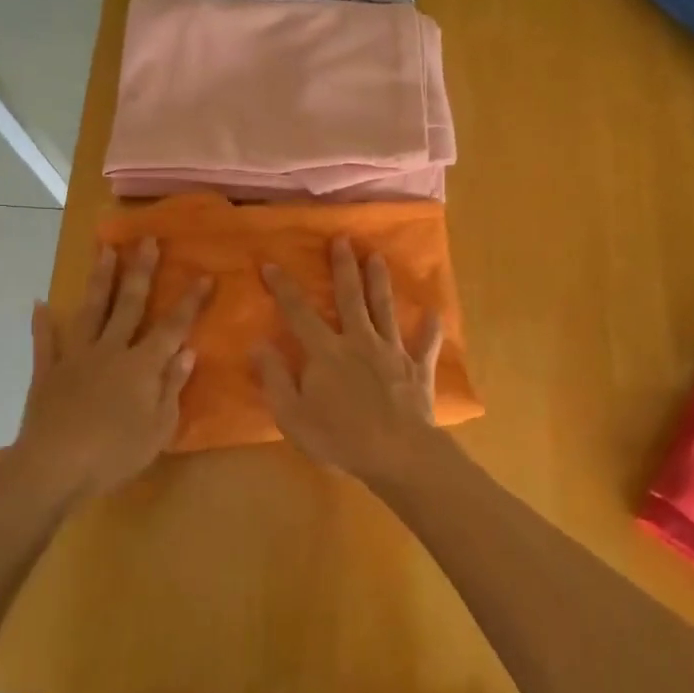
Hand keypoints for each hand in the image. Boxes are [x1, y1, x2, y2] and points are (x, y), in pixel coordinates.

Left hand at [8, 239, 209, 502]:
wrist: (54, 467)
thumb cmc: (116, 453)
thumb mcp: (160, 428)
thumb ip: (173, 386)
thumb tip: (188, 351)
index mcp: (142, 365)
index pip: (173, 326)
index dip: (190, 301)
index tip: (204, 274)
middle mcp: (111, 351)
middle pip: (129, 304)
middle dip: (141, 271)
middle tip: (147, 240)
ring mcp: (76, 358)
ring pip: (90, 311)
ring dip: (99, 279)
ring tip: (104, 249)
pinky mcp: (47, 372)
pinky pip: (45, 343)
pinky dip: (42, 323)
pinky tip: (40, 304)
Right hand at [252, 236, 444, 482]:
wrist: (397, 453)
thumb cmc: (339, 438)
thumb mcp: (293, 415)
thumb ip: (275, 378)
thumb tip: (259, 344)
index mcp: (326, 352)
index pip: (299, 313)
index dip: (284, 288)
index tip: (272, 263)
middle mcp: (359, 341)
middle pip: (349, 297)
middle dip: (344, 266)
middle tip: (343, 239)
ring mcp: (392, 352)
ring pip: (385, 309)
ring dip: (380, 281)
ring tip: (378, 256)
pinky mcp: (418, 368)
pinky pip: (426, 344)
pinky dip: (430, 329)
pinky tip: (434, 313)